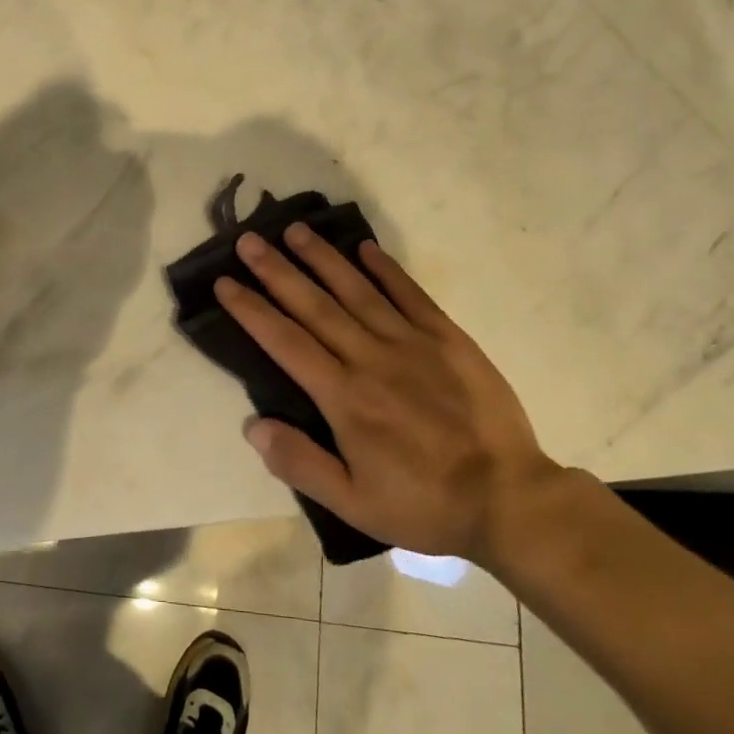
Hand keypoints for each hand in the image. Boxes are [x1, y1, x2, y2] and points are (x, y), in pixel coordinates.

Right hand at [215, 226, 560, 562]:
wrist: (508, 498)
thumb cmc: (424, 503)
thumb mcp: (353, 502)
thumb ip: (300, 462)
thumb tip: (251, 425)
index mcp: (344, 397)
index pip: (285, 342)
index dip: (252, 310)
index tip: (225, 283)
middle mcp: (371, 358)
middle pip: (314, 306)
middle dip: (277, 271)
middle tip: (249, 240)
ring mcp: (412, 343)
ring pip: (357, 291)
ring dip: (323, 258)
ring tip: (295, 230)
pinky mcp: (448, 339)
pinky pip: (411, 295)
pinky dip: (386, 269)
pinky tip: (365, 248)